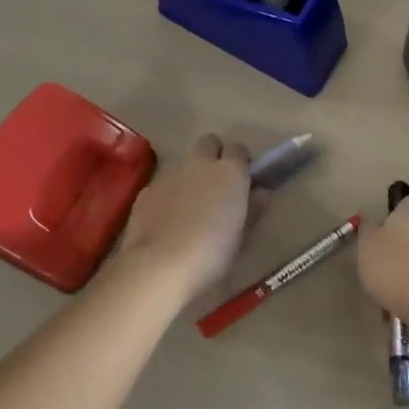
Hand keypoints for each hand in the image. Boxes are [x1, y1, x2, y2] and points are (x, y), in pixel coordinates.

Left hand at [117, 135, 257, 301]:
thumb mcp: (242, 236)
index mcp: (229, 172)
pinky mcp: (147, 191)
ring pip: (184, 163)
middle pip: (209, 142)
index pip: (238, 148)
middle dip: (214, 155)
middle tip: (218, 185)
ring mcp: (170, 175)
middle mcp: (199, 164)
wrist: (161, 266)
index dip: (241, 161)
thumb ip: (253, 208)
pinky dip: (169, 195)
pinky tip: (168, 221)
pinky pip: (163, 184)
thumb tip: (262, 193)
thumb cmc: (213, 253)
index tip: (243, 180)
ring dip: (191, 176)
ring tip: (191, 208)